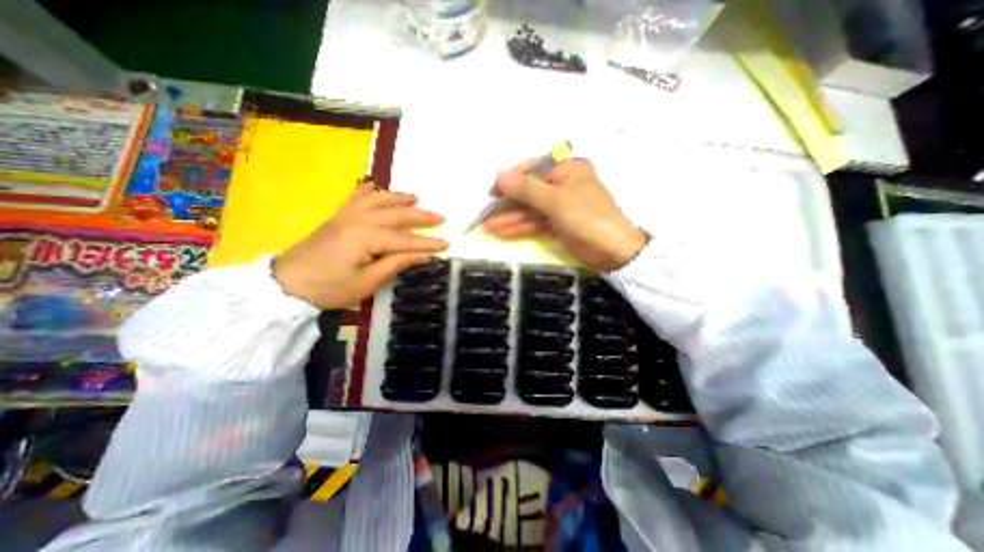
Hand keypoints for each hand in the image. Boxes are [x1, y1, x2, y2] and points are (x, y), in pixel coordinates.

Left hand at [272, 184, 448, 307]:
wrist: (287, 284)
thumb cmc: (330, 288)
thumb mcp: (367, 282)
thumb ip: (396, 264)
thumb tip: (421, 254)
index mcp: (367, 238)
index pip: (405, 239)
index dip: (427, 243)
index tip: (447, 243)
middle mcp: (359, 220)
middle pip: (396, 215)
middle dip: (421, 217)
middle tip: (441, 218)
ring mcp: (347, 216)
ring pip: (378, 200)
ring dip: (399, 198)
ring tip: (415, 197)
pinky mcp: (338, 217)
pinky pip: (356, 197)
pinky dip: (370, 191)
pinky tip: (377, 188)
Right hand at [484, 157, 646, 270]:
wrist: (612, 251)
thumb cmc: (586, 218)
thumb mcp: (555, 201)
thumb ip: (526, 189)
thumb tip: (499, 175)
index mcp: (568, 170)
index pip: (533, 170)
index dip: (511, 180)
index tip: (492, 191)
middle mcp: (563, 185)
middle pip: (529, 192)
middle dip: (507, 205)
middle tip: (485, 214)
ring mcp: (560, 206)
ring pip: (530, 210)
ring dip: (510, 219)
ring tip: (488, 228)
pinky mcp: (558, 224)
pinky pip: (536, 223)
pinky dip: (521, 228)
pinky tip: (503, 234)